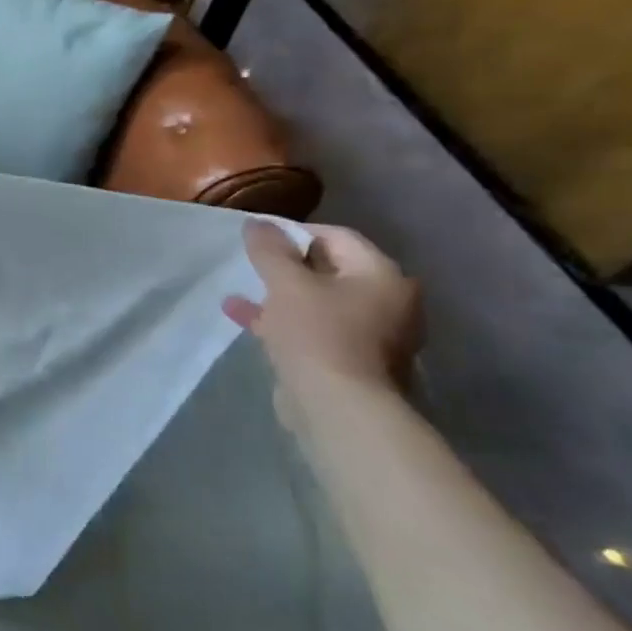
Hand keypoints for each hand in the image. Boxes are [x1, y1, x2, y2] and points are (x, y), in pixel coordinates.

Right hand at [224, 222, 421, 397]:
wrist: (337, 407)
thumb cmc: (316, 334)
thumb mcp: (286, 284)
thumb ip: (270, 250)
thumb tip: (257, 223)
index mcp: (383, 275)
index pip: (336, 236)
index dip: (293, 232)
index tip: (257, 239)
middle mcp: (389, 302)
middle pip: (331, 270)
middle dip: (287, 267)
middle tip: (252, 265)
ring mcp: (374, 335)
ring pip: (320, 303)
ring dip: (281, 296)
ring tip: (242, 293)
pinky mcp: (354, 362)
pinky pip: (317, 330)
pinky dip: (286, 322)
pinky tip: (248, 320)